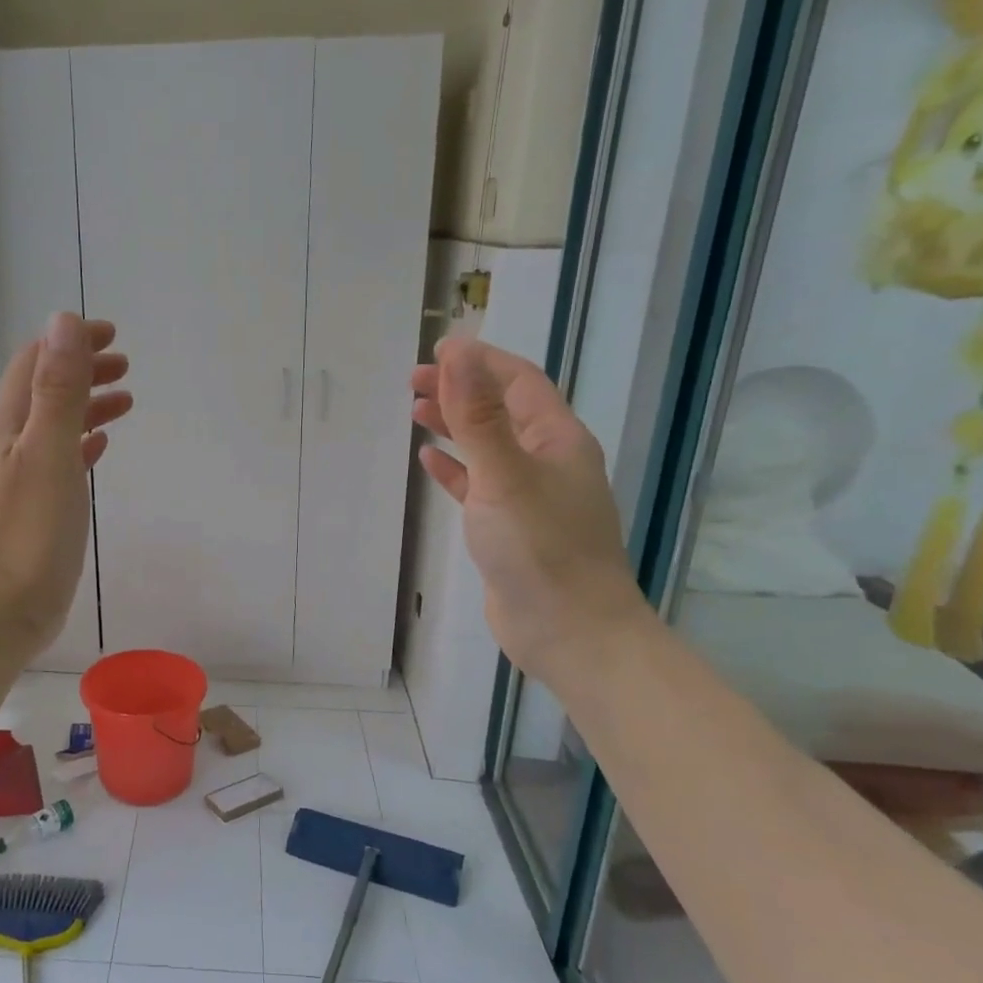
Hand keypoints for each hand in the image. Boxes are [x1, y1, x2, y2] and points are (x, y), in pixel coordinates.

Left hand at [0, 313, 131, 657]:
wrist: (5, 606)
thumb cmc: (30, 529)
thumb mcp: (49, 451)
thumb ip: (58, 388)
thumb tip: (63, 321)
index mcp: (9, 424)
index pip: (36, 362)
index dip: (70, 342)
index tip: (111, 335)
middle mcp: (11, 443)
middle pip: (46, 390)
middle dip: (83, 369)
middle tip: (124, 366)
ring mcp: (23, 476)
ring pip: (56, 424)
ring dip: (88, 404)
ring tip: (125, 401)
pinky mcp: (38, 506)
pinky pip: (62, 458)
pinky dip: (83, 442)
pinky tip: (101, 447)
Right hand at [412, 337, 649, 686]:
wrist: (569, 631)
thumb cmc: (541, 548)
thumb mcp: (505, 474)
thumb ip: (477, 415)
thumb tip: (457, 353)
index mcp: (558, 440)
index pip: (518, 382)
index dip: (480, 361)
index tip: (437, 351)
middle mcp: (548, 461)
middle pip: (501, 411)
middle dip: (461, 390)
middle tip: (414, 381)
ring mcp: (530, 496)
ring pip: (488, 447)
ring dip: (455, 425)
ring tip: (416, 411)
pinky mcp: (510, 528)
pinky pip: (480, 484)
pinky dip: (455, 468)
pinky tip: (429, 461)